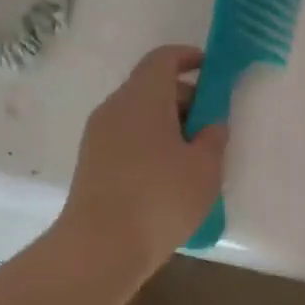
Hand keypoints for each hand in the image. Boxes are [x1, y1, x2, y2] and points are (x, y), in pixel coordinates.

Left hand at [57, 45, 226, 278]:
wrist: (100, 247)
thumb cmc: (160, 198)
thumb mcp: (204, 168)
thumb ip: (214, 139)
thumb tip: (211, 126)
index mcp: (142, 97)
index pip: (163, 59)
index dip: (189, 58)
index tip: (211, 70)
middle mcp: (114, 109)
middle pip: (150, 88)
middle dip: (184, 99)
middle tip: (211, 126)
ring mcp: (97, 137)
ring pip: (138, 117)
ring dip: (167, 126)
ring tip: (194, 158)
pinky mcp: (91, 165)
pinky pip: (126, 140)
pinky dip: (150, 145)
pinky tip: (169, 178)